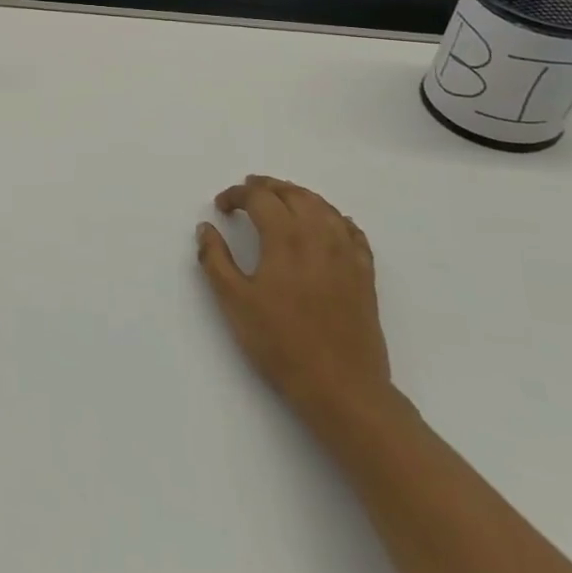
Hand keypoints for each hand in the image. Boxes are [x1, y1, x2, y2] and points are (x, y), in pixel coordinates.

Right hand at [195, 175, 390, 422]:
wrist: (341, 385)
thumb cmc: (280, 343)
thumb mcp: (234, 302)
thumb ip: (215, 259)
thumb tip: (206, 228)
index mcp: (285, 238)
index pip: (260, 198)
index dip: (237, 194)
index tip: (220, 206)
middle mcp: (319, 235)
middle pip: (294, 194)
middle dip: (267, 186)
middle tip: (247, 190)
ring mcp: (346, 253)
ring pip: (324, 206)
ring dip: (298, 195)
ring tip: (280, 199)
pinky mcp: (364, 272)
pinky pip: (350, 230)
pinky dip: (331, 217)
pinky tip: (324, 225)